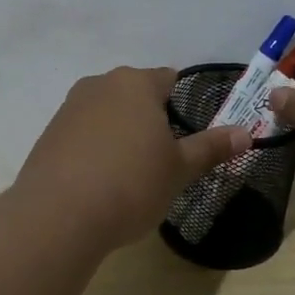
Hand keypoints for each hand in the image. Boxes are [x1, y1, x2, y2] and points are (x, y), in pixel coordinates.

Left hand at [12, 66, 251, 249]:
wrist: (58, 215)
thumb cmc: (131, 184)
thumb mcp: (179, 169)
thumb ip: (211, 147)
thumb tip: (245, 133)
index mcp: (135, 83)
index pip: (168, 79)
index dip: (182, 105)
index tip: (188, 136)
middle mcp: (99, 85)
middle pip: (135, 95)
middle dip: (151, 120)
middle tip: (163, 159)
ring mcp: (69, 108)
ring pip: (107, 114)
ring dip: (121, 134)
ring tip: (130, 175)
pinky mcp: (48, 135)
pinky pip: (83, 135)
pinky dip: (95, 150)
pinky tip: (100, 183)